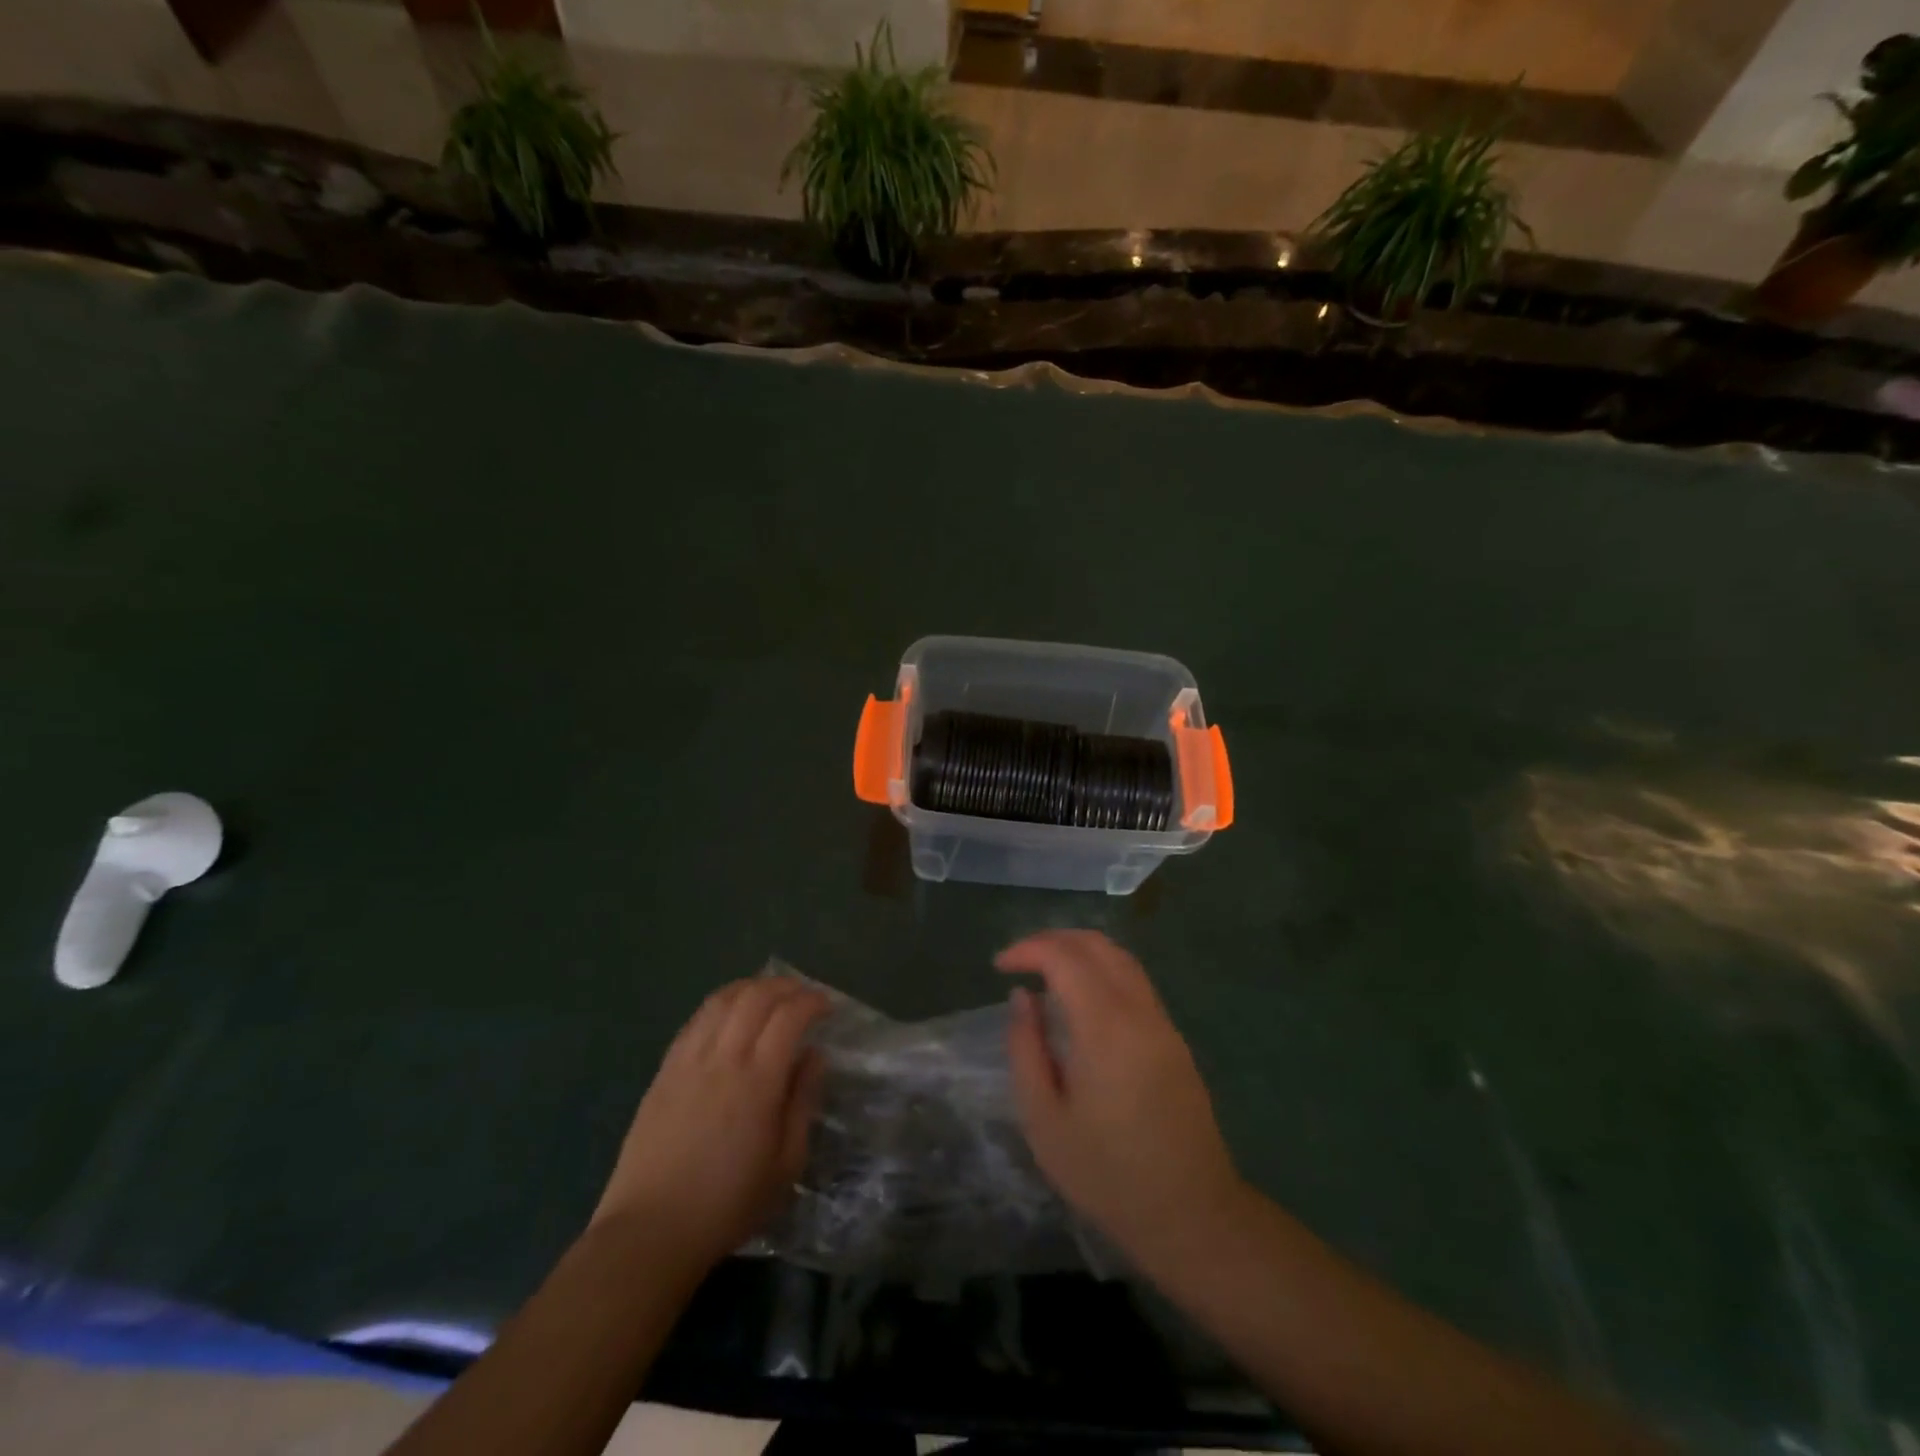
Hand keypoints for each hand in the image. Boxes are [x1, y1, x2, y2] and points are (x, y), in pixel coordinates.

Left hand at [593, 977, 827, 1264]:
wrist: (651, 1231)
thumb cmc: (728, 1204)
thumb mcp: (786, 1164)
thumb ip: (803, 1101)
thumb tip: (814, 1056)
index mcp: (758, 1081)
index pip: (789, 1016)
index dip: (811, 1001)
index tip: (827, 1006)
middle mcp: (723, 1058)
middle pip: (756, 997)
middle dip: (785, 986)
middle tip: (803, 994)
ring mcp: (688, 1060)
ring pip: (722, 1000)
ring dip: (751, 987)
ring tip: (769, 994)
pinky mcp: (664, 1070)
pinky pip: (696, 1020)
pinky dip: (720, 1004)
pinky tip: (730, 1012)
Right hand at [1000, 931, 1249, 1267]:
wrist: (1192, 1215)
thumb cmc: (1108, 1175)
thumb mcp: (1045, 1120)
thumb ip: (1026, 1049)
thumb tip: (1023, 997)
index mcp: (1105, 1027)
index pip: (1064, 957)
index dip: (1028, 949)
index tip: (998, 966)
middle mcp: (1139, 1011)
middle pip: (1097, 945)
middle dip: (1053, 940)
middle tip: (1018, 960)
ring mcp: (1163, 1023)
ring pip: (1121, 958)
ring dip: (1080, 951)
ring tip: (1045, 972)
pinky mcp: (1174, 1039)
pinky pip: (1135, 982)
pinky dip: (1102, 970)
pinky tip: (1080, 999)